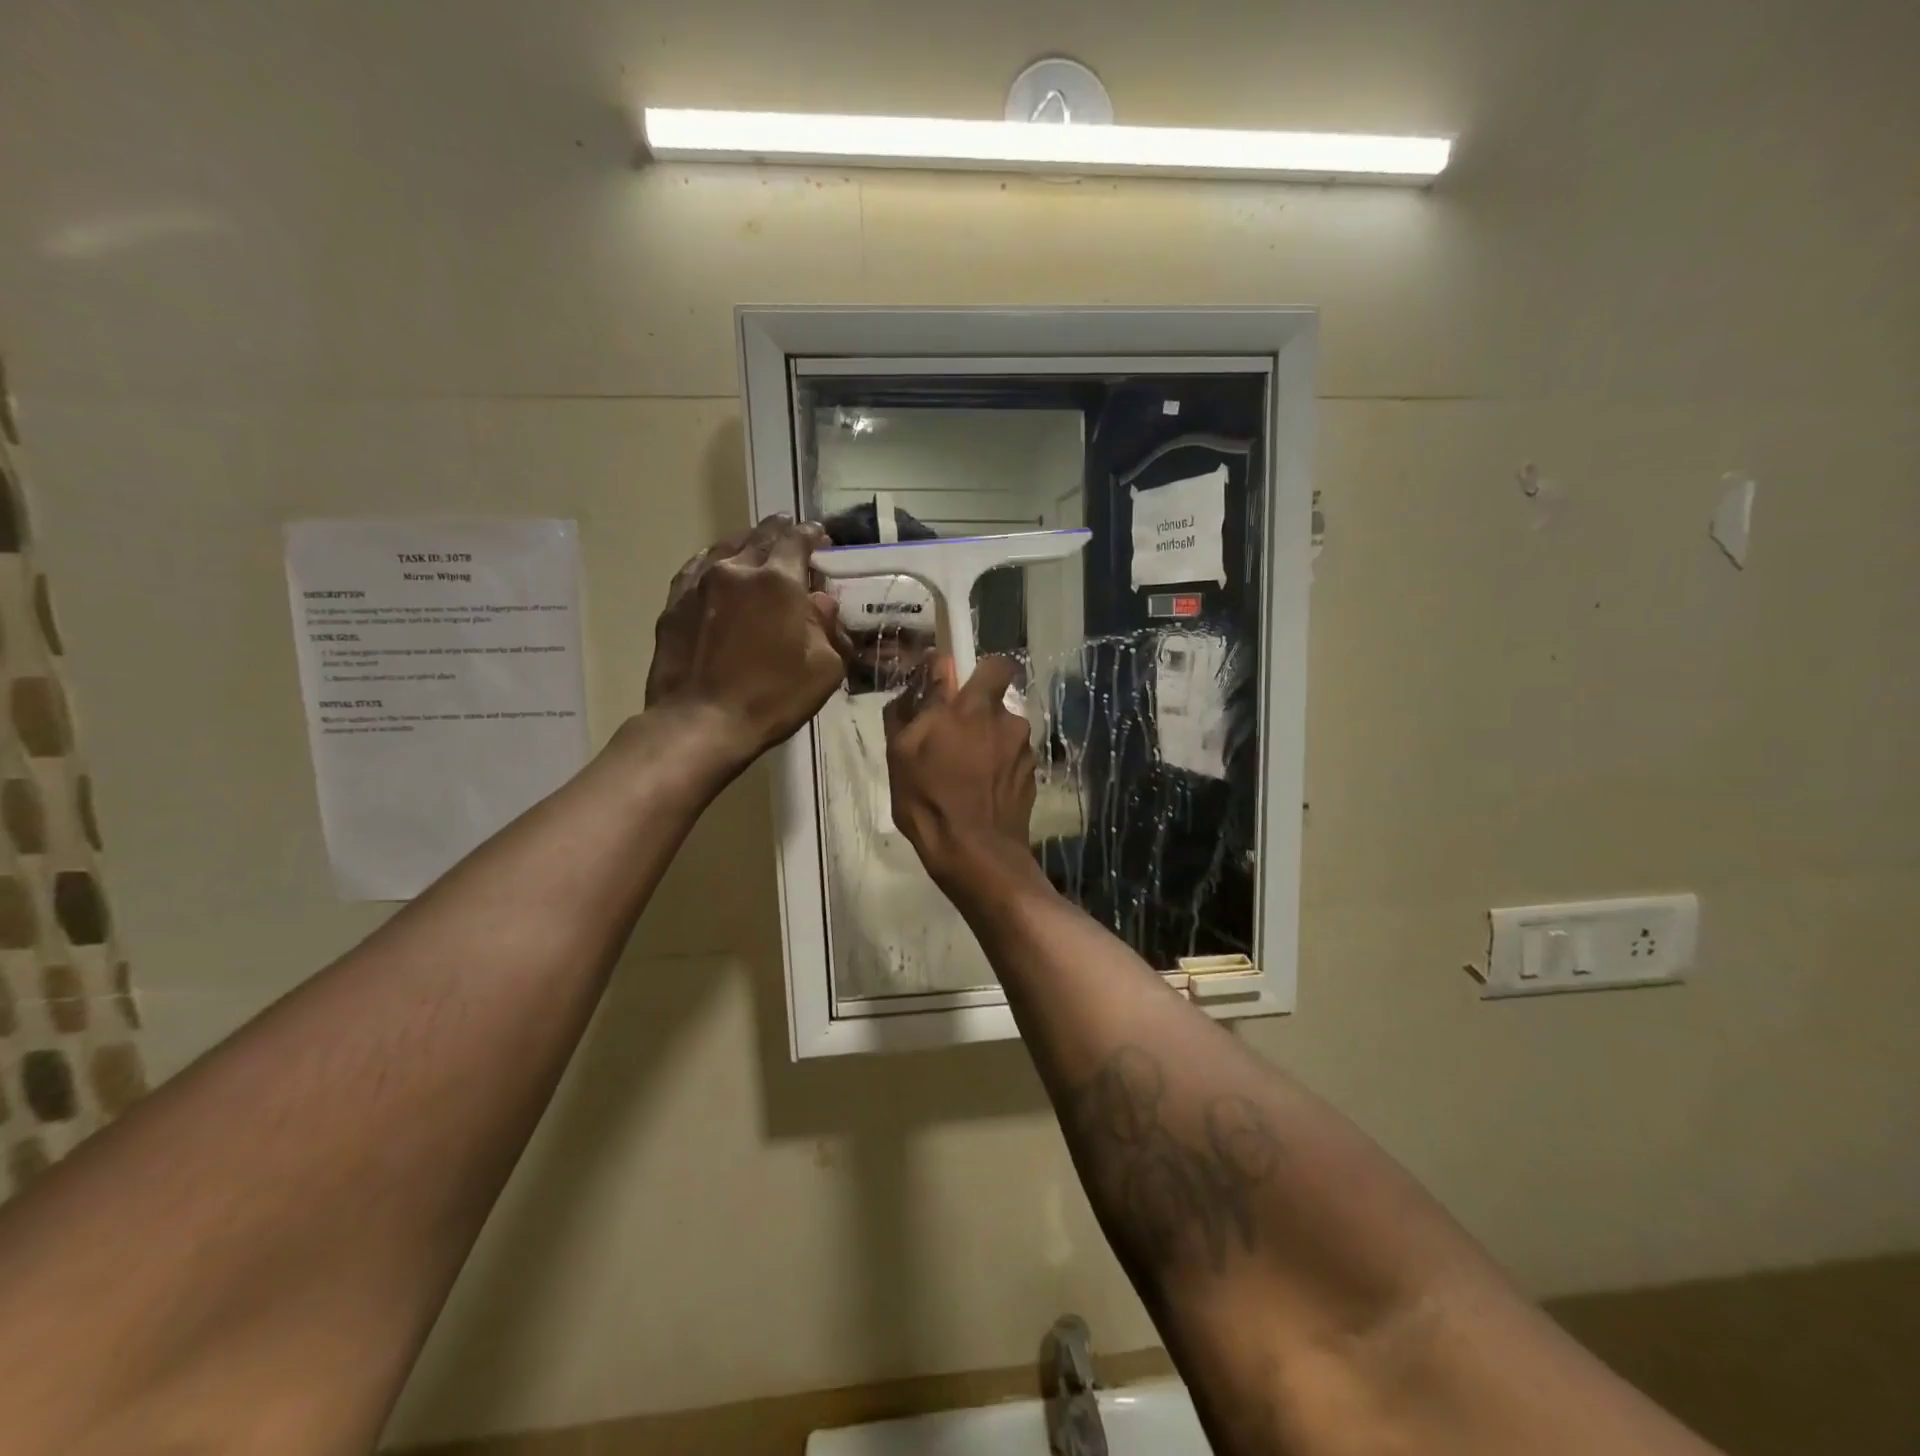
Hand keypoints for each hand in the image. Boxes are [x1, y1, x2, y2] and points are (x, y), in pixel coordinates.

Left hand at [645, 516, 851, 767]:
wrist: (701, 722)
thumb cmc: (772, 697)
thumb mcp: (824, 668)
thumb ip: (828, 628)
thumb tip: (821, 603)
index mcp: (778, 580)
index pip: (797, 540)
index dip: (812, 535)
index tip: (821, 538)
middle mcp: (737, 569)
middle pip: (761, 536)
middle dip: (780, 534)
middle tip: (791, 538)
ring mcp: (700, 583)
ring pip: (727, 547)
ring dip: (747, 545)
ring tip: (757, 549)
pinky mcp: (675, 603)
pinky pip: (698, 569)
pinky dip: (715, 563)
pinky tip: (719, 570)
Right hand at [883, 654, 1038, 894]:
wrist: (976, 855)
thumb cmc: (930, 798)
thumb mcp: (902, 751)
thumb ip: (914, 705)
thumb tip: (929, 672)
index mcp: (977, 707)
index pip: (997, 664)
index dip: (981, 671)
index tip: (961, 687)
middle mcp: (1009, 722)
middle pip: (996, 705)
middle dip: (976, 716)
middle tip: (951, 742)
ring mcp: (1025, 753)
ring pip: (1004, 735)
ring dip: (987, 745)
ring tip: (963, 775)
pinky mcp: (1033, 780)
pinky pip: (1012, 762)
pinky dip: (998, 770)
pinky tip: (979, 794)